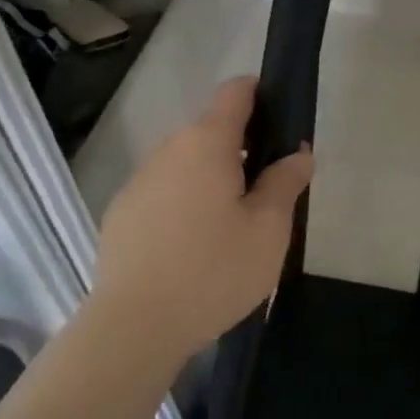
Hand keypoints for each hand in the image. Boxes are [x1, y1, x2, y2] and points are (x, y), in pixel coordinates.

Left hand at [89, 77, 312, 361]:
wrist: (135, 326)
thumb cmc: (213, 271)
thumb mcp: (268, 230)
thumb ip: (285, 182)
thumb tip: (297, 154)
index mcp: (206, 143)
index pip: (235, 92)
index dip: (261, 96)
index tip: (282, 126)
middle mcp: (168, 149)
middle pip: (211, 131)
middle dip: (242, 150)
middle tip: (267, 194)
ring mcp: (139, 180)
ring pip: (187, 164)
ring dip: (212, 179)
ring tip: (231, 226)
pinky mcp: (122, 212)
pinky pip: (164, 192)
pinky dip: (184, 203)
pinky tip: (193, 247)